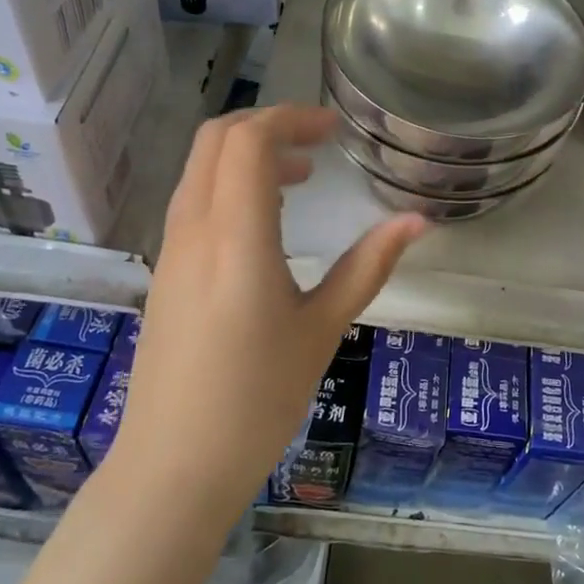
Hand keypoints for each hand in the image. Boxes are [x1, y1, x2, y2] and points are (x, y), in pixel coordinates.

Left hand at [115, 105, 428, 515]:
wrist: (174, 465)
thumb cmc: (258, 399)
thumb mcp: (323, 328)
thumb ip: (369, 265)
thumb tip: (418, 222)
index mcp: (235, 237)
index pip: (248, 141)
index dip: (290, 118)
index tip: (332, 130)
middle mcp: (194, 229)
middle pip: (216, 140)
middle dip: (267, 126)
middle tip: (317, 144)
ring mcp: (171, 250)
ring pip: (200, 169)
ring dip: (246, 157)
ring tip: (299, 180)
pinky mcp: (165, 271)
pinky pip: (194, 202)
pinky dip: (229, 187)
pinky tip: (266, 224)